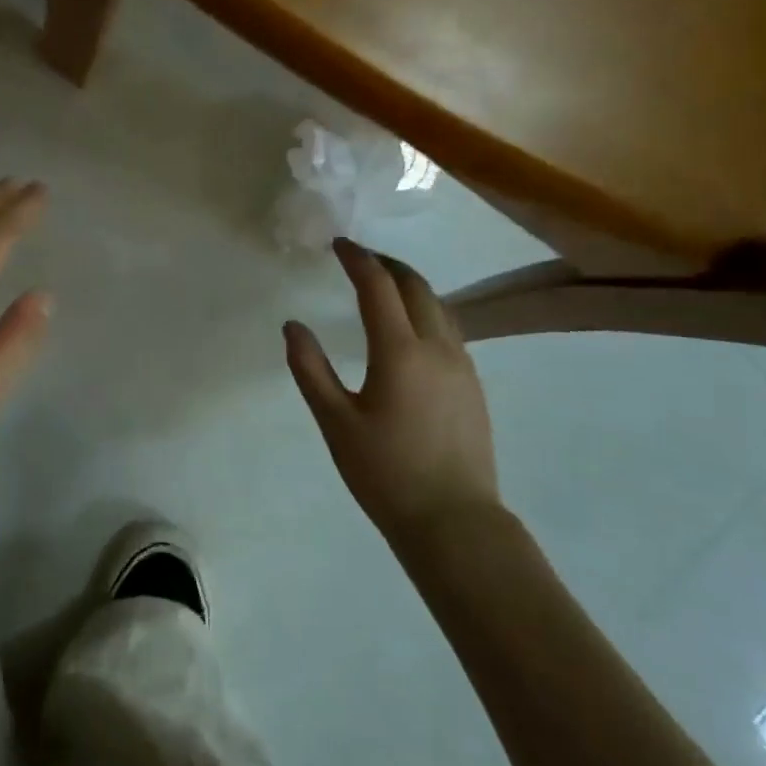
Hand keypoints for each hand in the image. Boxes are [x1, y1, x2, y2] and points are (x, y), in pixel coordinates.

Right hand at [284, 238, 498, 532]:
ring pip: (439, 306)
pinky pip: (449, 329)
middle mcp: (438, 347)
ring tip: (383, 285)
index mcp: (400, 352)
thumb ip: (310, 369)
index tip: (339, 244)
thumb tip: (293, 326)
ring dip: (410, 285)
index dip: (358, 259)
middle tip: (359, 258)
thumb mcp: (335, 422)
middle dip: (387, 264)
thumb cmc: (385, 473)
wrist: (454, 521)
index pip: (379, 287)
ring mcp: (462, 366)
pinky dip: (426, 310)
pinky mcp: (473, 385)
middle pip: (416, 287)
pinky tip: (410, 328)